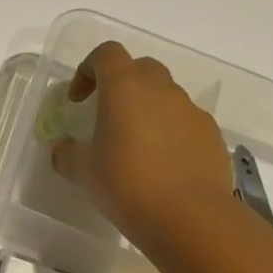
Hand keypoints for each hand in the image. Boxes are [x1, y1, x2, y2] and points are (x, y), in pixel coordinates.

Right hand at [51, 41, 232, 246]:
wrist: (190, 217)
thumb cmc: (125, 185)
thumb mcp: (82, 172)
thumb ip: (67, 154)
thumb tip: (62, 148)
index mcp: (125, 89)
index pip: (107, 54)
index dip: (87, 69)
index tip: (78, 99)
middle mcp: (161, 90)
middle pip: (140, 68)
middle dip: (120, 84)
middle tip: (106, 115)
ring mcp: (191, 111)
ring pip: (165, 95)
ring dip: (147, 109)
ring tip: (134, 146)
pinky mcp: (211, 135)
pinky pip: (185, 121)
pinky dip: (169, 132)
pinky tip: (160, 165)